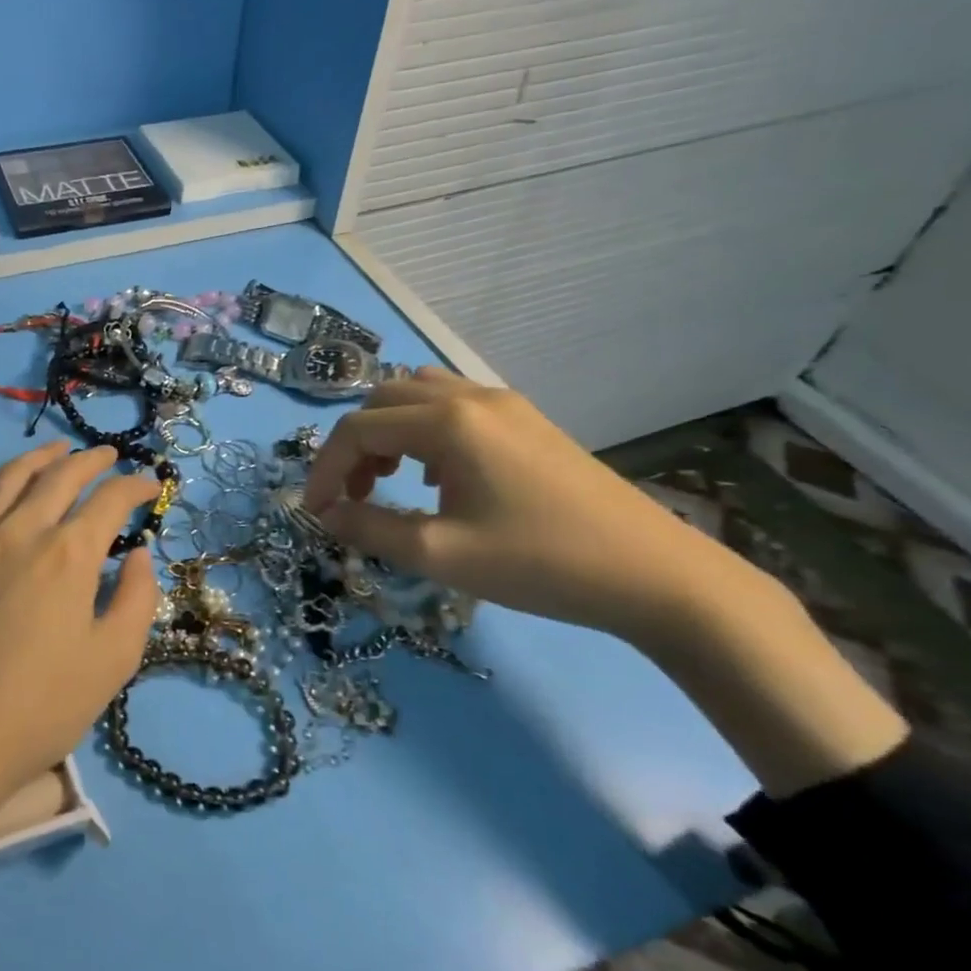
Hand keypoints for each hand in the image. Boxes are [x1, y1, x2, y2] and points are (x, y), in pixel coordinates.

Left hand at [0, 441, 160, 820]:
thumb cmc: (37, 709)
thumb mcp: (111, 662)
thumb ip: (136, 600)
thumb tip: (139, 556)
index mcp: (69, 553)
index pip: (109, 499)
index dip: (135, 486)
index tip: (150, 484)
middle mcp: (22, 530)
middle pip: (61, 475)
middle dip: (91, 460)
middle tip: (110, 456)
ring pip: (13, 477)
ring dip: (43, 457)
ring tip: (59, 450)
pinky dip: (4, 481)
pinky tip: (10, 488)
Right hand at [302, 368, 763, 645]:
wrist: (654, 574)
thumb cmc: (539, 563)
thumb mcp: (440, 554)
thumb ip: (370, 529)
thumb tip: (325, 516)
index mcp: (447, 422)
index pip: (357, 430)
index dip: (325, 470)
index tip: (316, 513)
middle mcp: (470, 396)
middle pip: (382, 401)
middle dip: (353, 447)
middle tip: (354, 497)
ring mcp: (504, 404)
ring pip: (417, 396)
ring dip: (388, 432)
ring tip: (389, 481)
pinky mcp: (527, 421)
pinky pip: (453, 406)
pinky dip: (423, 432)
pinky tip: (438, 478)